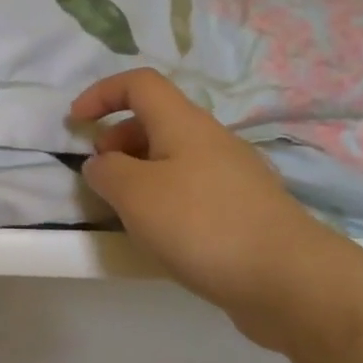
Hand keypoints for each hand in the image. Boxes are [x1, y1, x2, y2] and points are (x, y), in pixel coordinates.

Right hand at [72, 70, 353, 351]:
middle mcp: (212, 139)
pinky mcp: (244, 209)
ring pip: (174, 157)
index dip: (102, 93)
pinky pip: (192, 188)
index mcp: (184, 123)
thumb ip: (106, 172)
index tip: (75, 123)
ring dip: (140, 172)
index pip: (139, 84)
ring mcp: (233, 175)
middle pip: (156, 121)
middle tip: (101, 176)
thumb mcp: (135, 194)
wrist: (287, 279)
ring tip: (125, 210)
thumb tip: (102, 164)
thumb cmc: (202, 225)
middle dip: (118, 139)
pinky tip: (162, 235)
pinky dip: (165, 198)